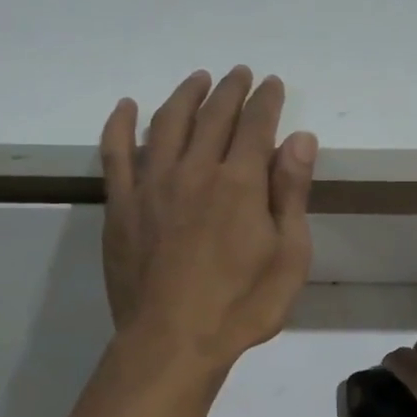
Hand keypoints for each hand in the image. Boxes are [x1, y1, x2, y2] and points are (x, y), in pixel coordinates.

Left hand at [100, 66, 316, 369]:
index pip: (256, 124)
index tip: (272, 83)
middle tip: (240, 74)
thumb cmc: (242, 305)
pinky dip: (120, 125)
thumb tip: (300, 138)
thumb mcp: (289, 256)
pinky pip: (115, 153)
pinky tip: (126, 107)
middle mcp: (195, 170)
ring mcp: (152, 184)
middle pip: (213, 115)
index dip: (266, 100)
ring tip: (198, 80)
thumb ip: (292, 193)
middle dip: (231, 90)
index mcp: (240, 182)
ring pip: (167, 122)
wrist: (172, 342)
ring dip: (185, 95)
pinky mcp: (121, 205)